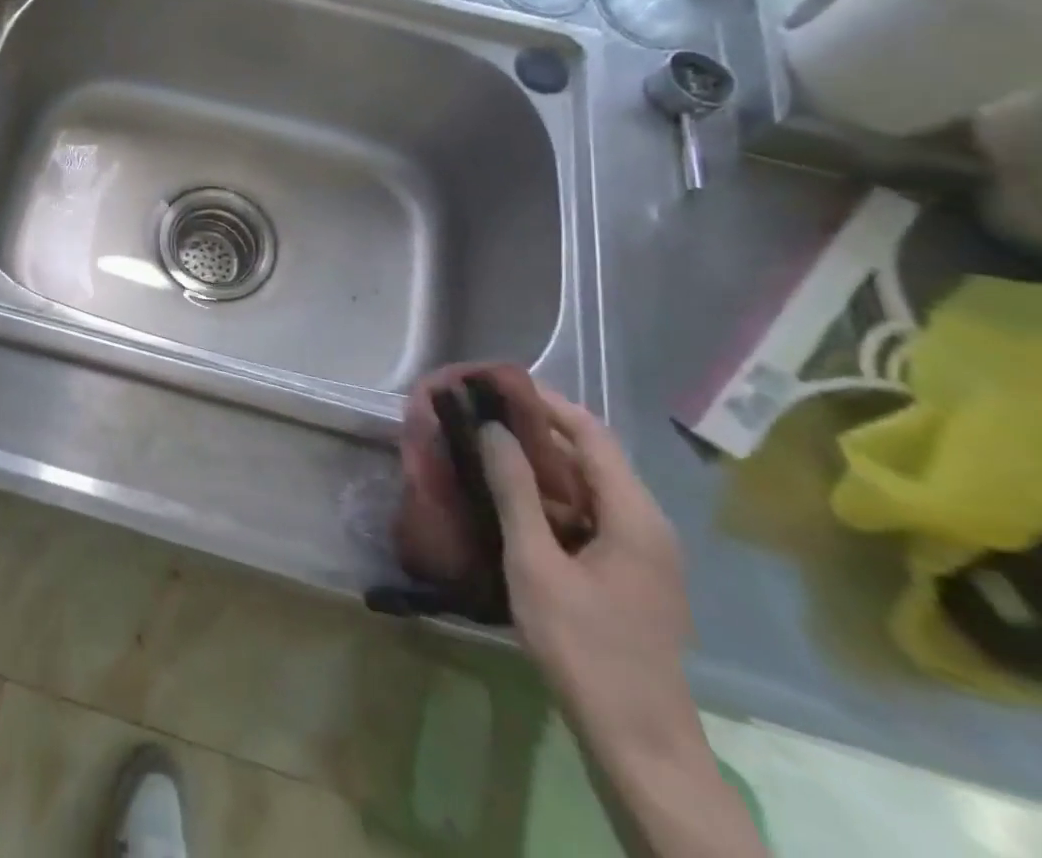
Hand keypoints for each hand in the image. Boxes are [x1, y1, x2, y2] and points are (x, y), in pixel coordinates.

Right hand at [480, 390, 696, 750]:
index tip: (496, 385)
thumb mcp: (536, 564)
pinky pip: (589, 517)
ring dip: (541, 466)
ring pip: (588, 488)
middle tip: (481, 416)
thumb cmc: (585, 647)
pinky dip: (551, 499)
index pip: (590, 432)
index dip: (545, 402)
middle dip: (536, 431)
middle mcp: (646, 524)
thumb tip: (492, 428)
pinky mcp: (630, 575)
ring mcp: (642, 552)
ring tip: (487, 451)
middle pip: (591, 457)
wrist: (639, 743)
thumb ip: (515, 491)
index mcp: (634, 515)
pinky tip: (512, 503)